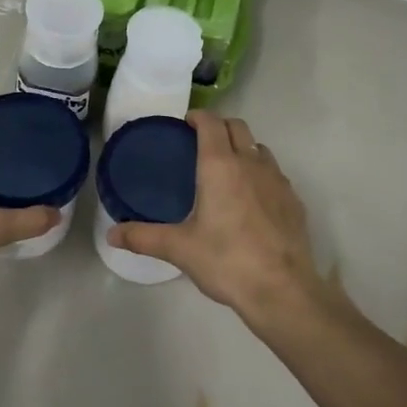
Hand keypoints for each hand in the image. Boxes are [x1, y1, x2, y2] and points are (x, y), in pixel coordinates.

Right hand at [110, 111, 339, 332]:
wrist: (282, 290)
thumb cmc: (226, 261)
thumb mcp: (179, 249)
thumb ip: (143, 237)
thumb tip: (111, 235)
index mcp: (220, 166)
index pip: (211, 123)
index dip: (198, 116)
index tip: (186, 123)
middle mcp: (251, 163)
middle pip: (238, 127)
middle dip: (220, 127)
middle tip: (202, 143)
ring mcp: (278, 180)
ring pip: (259, 148)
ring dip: (243, 148)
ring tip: (228, 170)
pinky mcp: (294, 200)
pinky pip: (275, 174)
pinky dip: (261, 174)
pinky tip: (253, 200)